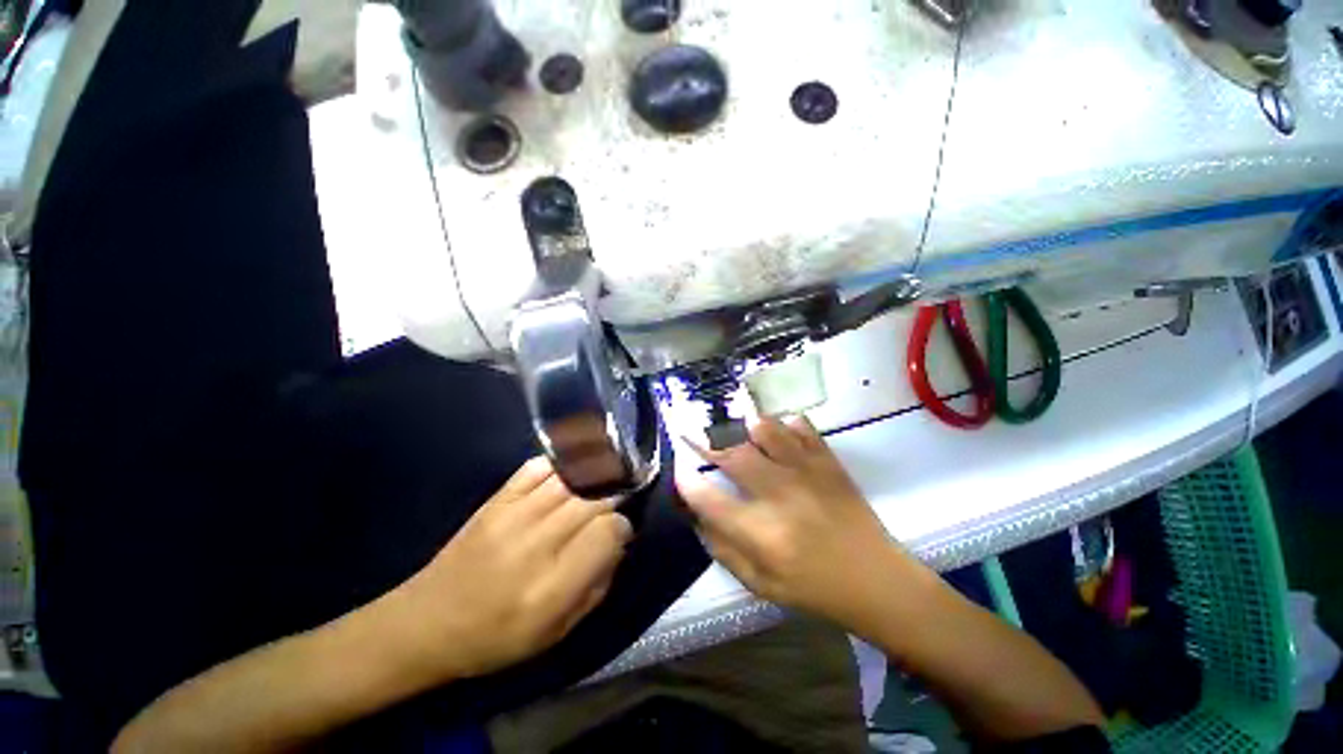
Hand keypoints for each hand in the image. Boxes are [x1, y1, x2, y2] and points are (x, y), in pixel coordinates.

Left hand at [393, 457, 631, 681]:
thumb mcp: (555, 633)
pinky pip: (538, 468)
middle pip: (594, 500)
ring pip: (572, 480)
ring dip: (594, 478)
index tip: (620, 533)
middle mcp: (535, 545)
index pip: (607, 533)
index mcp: (551, 588)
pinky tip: (572, 472)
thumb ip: (596, 586)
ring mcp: (512, 516)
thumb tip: (618, 543)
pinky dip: (561, 465)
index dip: (622, 528)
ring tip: (604, 481)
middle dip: (613, 499)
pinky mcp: (496, 501)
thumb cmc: (496, 638)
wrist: (426, 623)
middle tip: (615, 505)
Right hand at [676, 416, 917, 636]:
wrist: (877, 580)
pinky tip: (779, 433)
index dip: (687, 482)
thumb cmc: (814, 588)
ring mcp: (807, 472)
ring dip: (745, 427)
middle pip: (733, 455)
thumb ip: (723, 549)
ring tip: (739, 430)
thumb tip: (698, 515)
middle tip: (698, 438)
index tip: (680, 472)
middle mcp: (780, 496)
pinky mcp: (828, 462)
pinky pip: (801, 427)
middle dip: (708, 443)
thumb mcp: (760, 584)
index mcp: (762, 534)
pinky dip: (784, 424)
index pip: (709, 499)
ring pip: (766, 430)